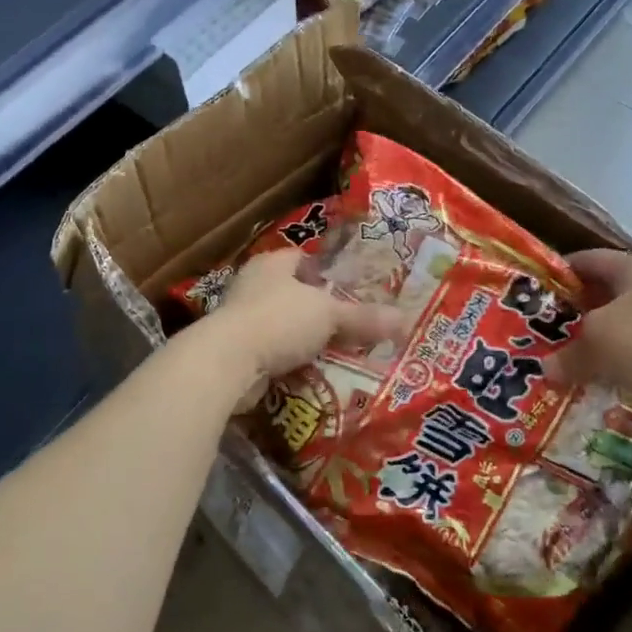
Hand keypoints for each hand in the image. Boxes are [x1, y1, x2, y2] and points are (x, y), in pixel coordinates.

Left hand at [198, 250, 406, 391]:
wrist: (227, 362)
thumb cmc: (278, 321)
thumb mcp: (328, 315)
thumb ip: (363, 318)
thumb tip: (405, 320)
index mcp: (272, 264)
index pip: (302, 258)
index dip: (326, 271)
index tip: (349, 288)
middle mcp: (252, 285)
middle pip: (292, 293)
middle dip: (317, 309)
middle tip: (349, 324)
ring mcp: (240, 318)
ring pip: (281, 324)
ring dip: (303, 338)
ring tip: (335, 352)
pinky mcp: (235, 350)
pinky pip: (271, 352)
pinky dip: (288, 361)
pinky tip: (310, 373)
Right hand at [546, 249, 631, 435]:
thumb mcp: (596, 342)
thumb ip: (567, 354)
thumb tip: (546, 368)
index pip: (589, 260)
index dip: (561, 271)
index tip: (537, 289)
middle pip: (605, 296)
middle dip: (576, 314)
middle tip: (546, 331)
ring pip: (622, 330)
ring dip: (597, 346)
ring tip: (566, 361)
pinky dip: (619, 369)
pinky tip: (597, 384)